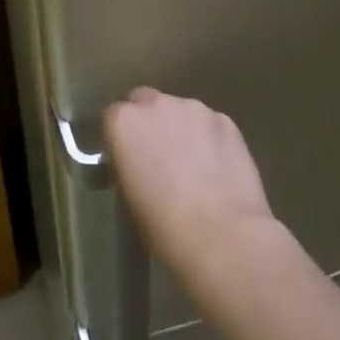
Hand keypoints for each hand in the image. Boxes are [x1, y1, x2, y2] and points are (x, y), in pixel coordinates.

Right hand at [103, 88, 282, 295]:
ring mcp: (195, 108)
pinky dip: (209, 139)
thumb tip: (137, 163)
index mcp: (124, 123)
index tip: (127, 161)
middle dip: (150, 124)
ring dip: (181, 129)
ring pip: (181, 112)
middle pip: (147, 103)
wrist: (223, 236)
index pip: (113, 118)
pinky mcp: (226, 120)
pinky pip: (209, 124)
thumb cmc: (164, 227)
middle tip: (159, 158)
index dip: (121, 139)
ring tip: (194, 165)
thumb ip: (128, 165)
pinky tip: (217, 168)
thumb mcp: (128, 197)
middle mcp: (157, 104)